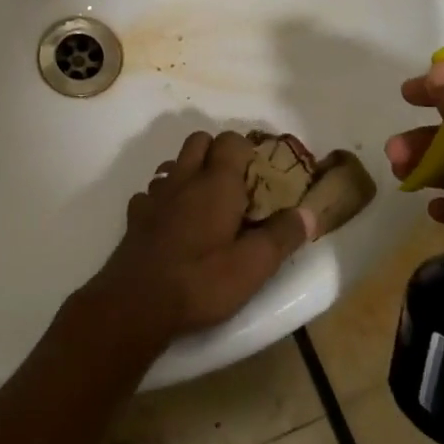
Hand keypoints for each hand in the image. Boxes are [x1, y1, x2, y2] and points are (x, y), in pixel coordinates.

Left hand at [86, 131, 314, 350]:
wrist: (136, 302)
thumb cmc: (201, 281)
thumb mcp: (253, 266)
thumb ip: (282, 236)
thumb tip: (307, 213)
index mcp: (216, 183)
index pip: (231, 140)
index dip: (247, 149)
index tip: (261, 173)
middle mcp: (183, 178)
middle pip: (199, 141)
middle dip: (218, 152)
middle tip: (236, 185)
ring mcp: (154, 195)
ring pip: (173, 164)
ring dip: (190, 172)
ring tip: (205, 203)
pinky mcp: (135, 215)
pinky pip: (152, 192)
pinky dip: (164, 198)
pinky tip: (173, 223)